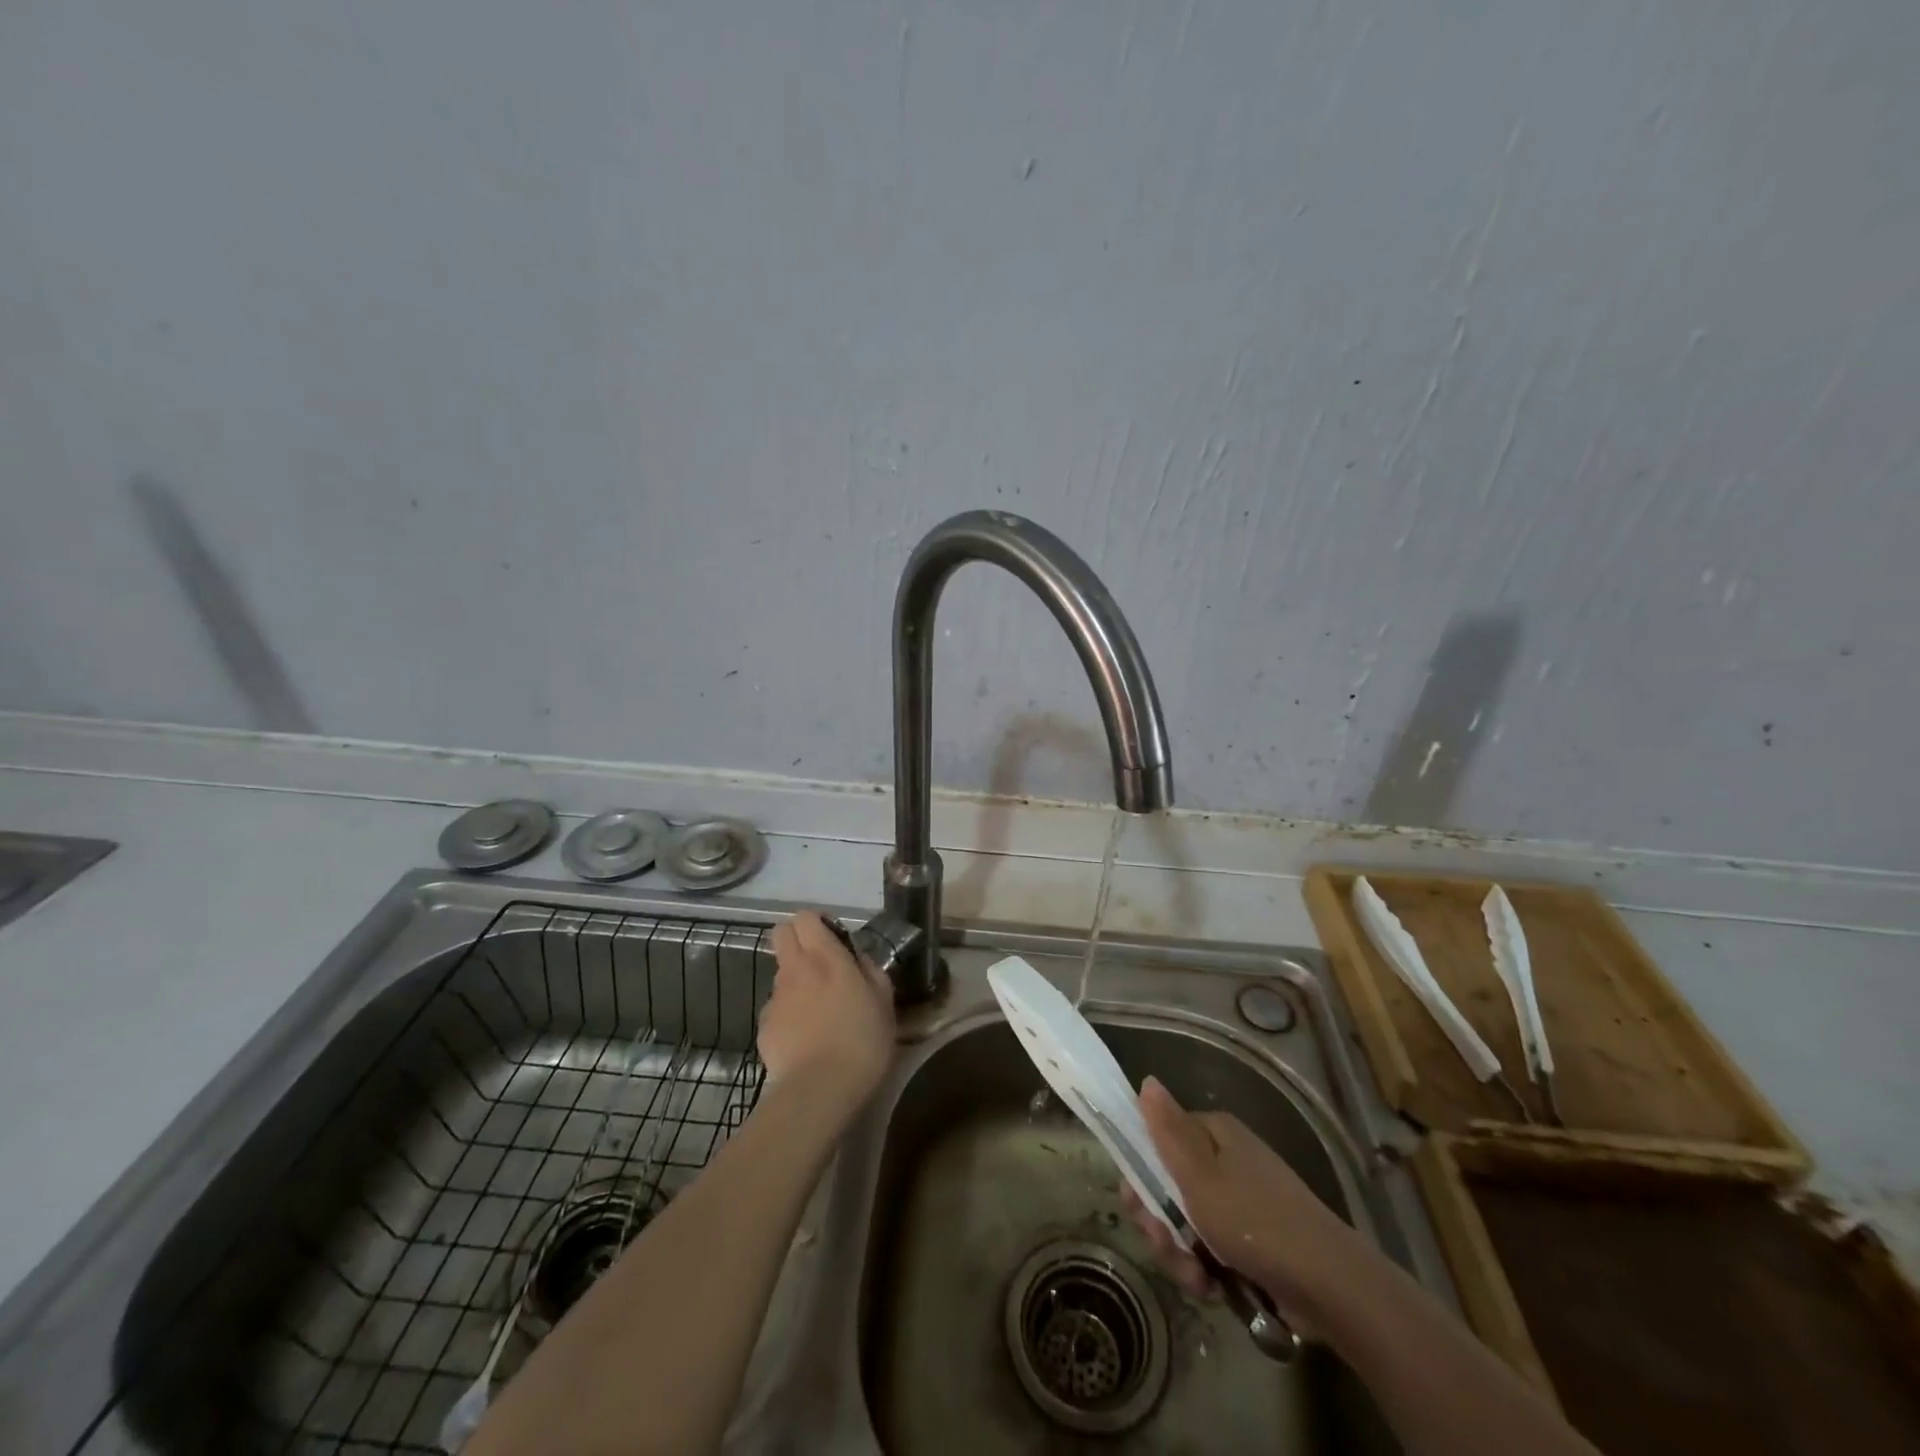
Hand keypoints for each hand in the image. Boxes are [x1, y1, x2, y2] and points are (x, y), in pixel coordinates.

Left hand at [760, 912, 895, 1112]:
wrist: (820, 1090)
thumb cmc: (862, 1041)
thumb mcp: (883, 1001)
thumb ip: (870, 970)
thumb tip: (858, 958)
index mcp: (826, 957)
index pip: (806, 917)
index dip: (817, 924)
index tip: (833, 939)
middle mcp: (795, 969)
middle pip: (781, 933)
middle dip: (797, 939)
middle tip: (819, 963)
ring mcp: (776, 997)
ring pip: (780, 973)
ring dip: (796, 981)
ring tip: (817, 1011)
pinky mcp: (764, 1026)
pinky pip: (776, 1009)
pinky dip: (788, 1015)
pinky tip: (804, 1039)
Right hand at [1120, 1076, 1359, 1325]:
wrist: (1329, 1285)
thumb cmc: (1255, 1221)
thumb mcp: (1199, 1174)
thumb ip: (1167, 1130)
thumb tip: (1147, 1080)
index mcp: (1212, 1133)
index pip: (1157, 1140)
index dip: (1139, 1173)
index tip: (1138, 1206)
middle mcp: (1225, 1158)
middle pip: (1167, 1185)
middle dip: (1160, 1224)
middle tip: (1168, 1246)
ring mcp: (1240, 1200)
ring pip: (1186, 1223)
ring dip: (1181, 1254)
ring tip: (1197, 1280)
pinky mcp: (1251, 1239)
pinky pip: (1210, 1248)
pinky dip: (1206, 1270)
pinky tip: (1213, 1289)